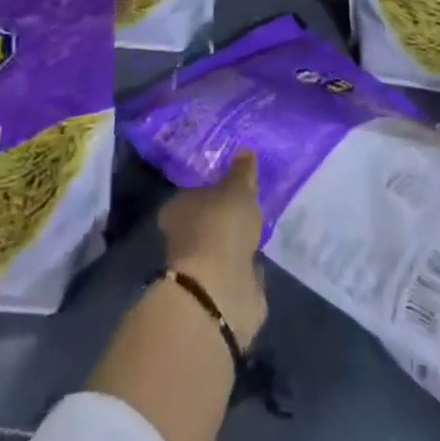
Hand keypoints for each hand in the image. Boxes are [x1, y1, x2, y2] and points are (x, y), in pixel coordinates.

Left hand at [160, 152, 267, 347]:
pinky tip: (261, 254)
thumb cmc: (220, 227)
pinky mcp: (220, 289)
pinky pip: (237, 268)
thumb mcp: (236, 189)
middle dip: (225, 215)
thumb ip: (241, 172)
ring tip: (259, 226)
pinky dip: (246, 264)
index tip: (232, 182)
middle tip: (249, 203)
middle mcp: (183, 237)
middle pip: (207, 220)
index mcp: (178, 208)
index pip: (193, 192)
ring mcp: (201, 266)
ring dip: (237, 240)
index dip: (212, 187)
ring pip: (222, 245)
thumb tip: (244, 150)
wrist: (219, 291)